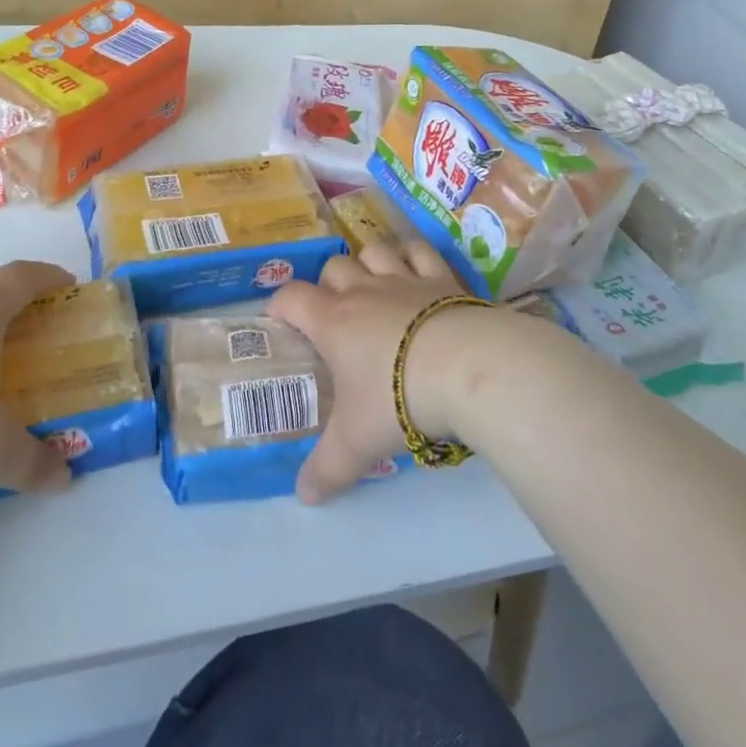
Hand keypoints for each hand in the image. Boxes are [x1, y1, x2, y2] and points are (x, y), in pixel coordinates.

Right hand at [269, 240, 512, 504]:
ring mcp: (404, 278)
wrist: (467, 369)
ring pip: (373, 251)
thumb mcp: (356, 444)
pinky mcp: (442, 277)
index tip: (280, 322)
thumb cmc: (399, 399)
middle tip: (335, 316)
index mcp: (333, 321)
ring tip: (374, 287)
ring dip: (368, 264)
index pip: (290, 297)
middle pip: (333, 267)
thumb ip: (327, 470)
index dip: (279, 305)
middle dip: (328, 284)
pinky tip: (416, 270)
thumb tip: (304, 497)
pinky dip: (413, 254)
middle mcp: (364, 291)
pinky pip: (420, 250)